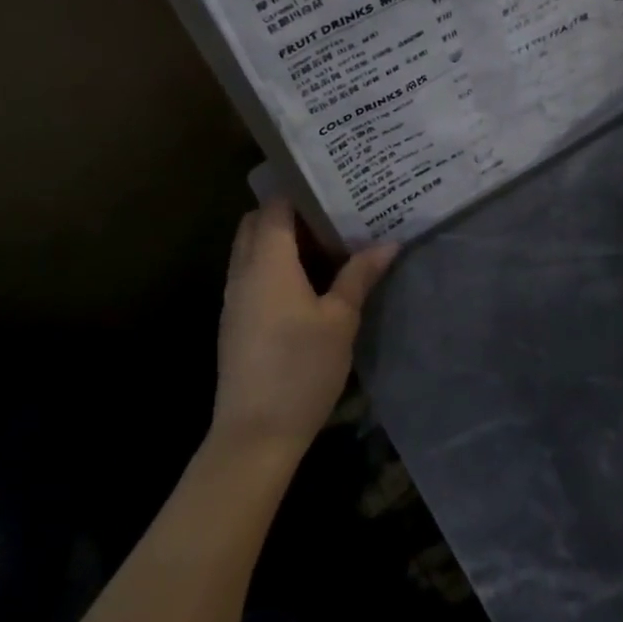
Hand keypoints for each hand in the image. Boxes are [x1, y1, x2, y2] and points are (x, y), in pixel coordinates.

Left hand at [210, 199, 398, 459]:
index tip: (332, 186)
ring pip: (250, 248)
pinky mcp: (234, 321)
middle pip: (257, 222)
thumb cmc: (301, 369)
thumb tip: (388, 242)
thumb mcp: (340, 320)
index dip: (300, 191)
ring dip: (279, 240)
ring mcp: (234, 297)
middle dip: (289, 212)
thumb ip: (359, 276)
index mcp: (268, 261)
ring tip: (323, 243)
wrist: (254, 435)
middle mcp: (243, 271)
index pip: (276, 206)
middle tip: (330, 214)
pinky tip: (305, 282)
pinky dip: (272, 264)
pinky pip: (250, 273)